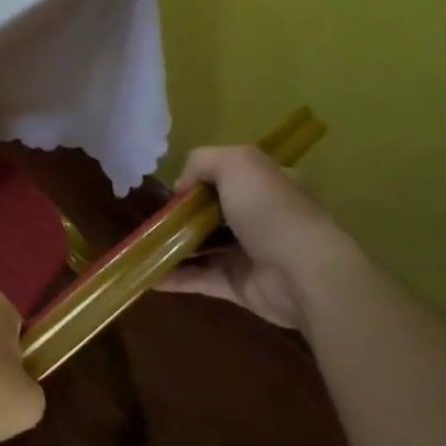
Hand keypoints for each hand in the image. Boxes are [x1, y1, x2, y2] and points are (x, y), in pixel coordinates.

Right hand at [156, 144, 349, 328]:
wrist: (302, 273)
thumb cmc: (270, 210)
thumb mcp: (237, 163)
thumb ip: (203, 161)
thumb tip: (182, 187)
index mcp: (266, 184)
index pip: (230, 176)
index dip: (200, 180)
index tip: (176, 190)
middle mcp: (259, 217)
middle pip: (212, 212)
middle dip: (182, 215)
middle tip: (154, 220)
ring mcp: (249, 253)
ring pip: (203, 246)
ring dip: (173, 246)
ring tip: (143, 246)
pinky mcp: (238, 285)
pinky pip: (199, 279)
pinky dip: (174, 278)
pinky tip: (149, 275)